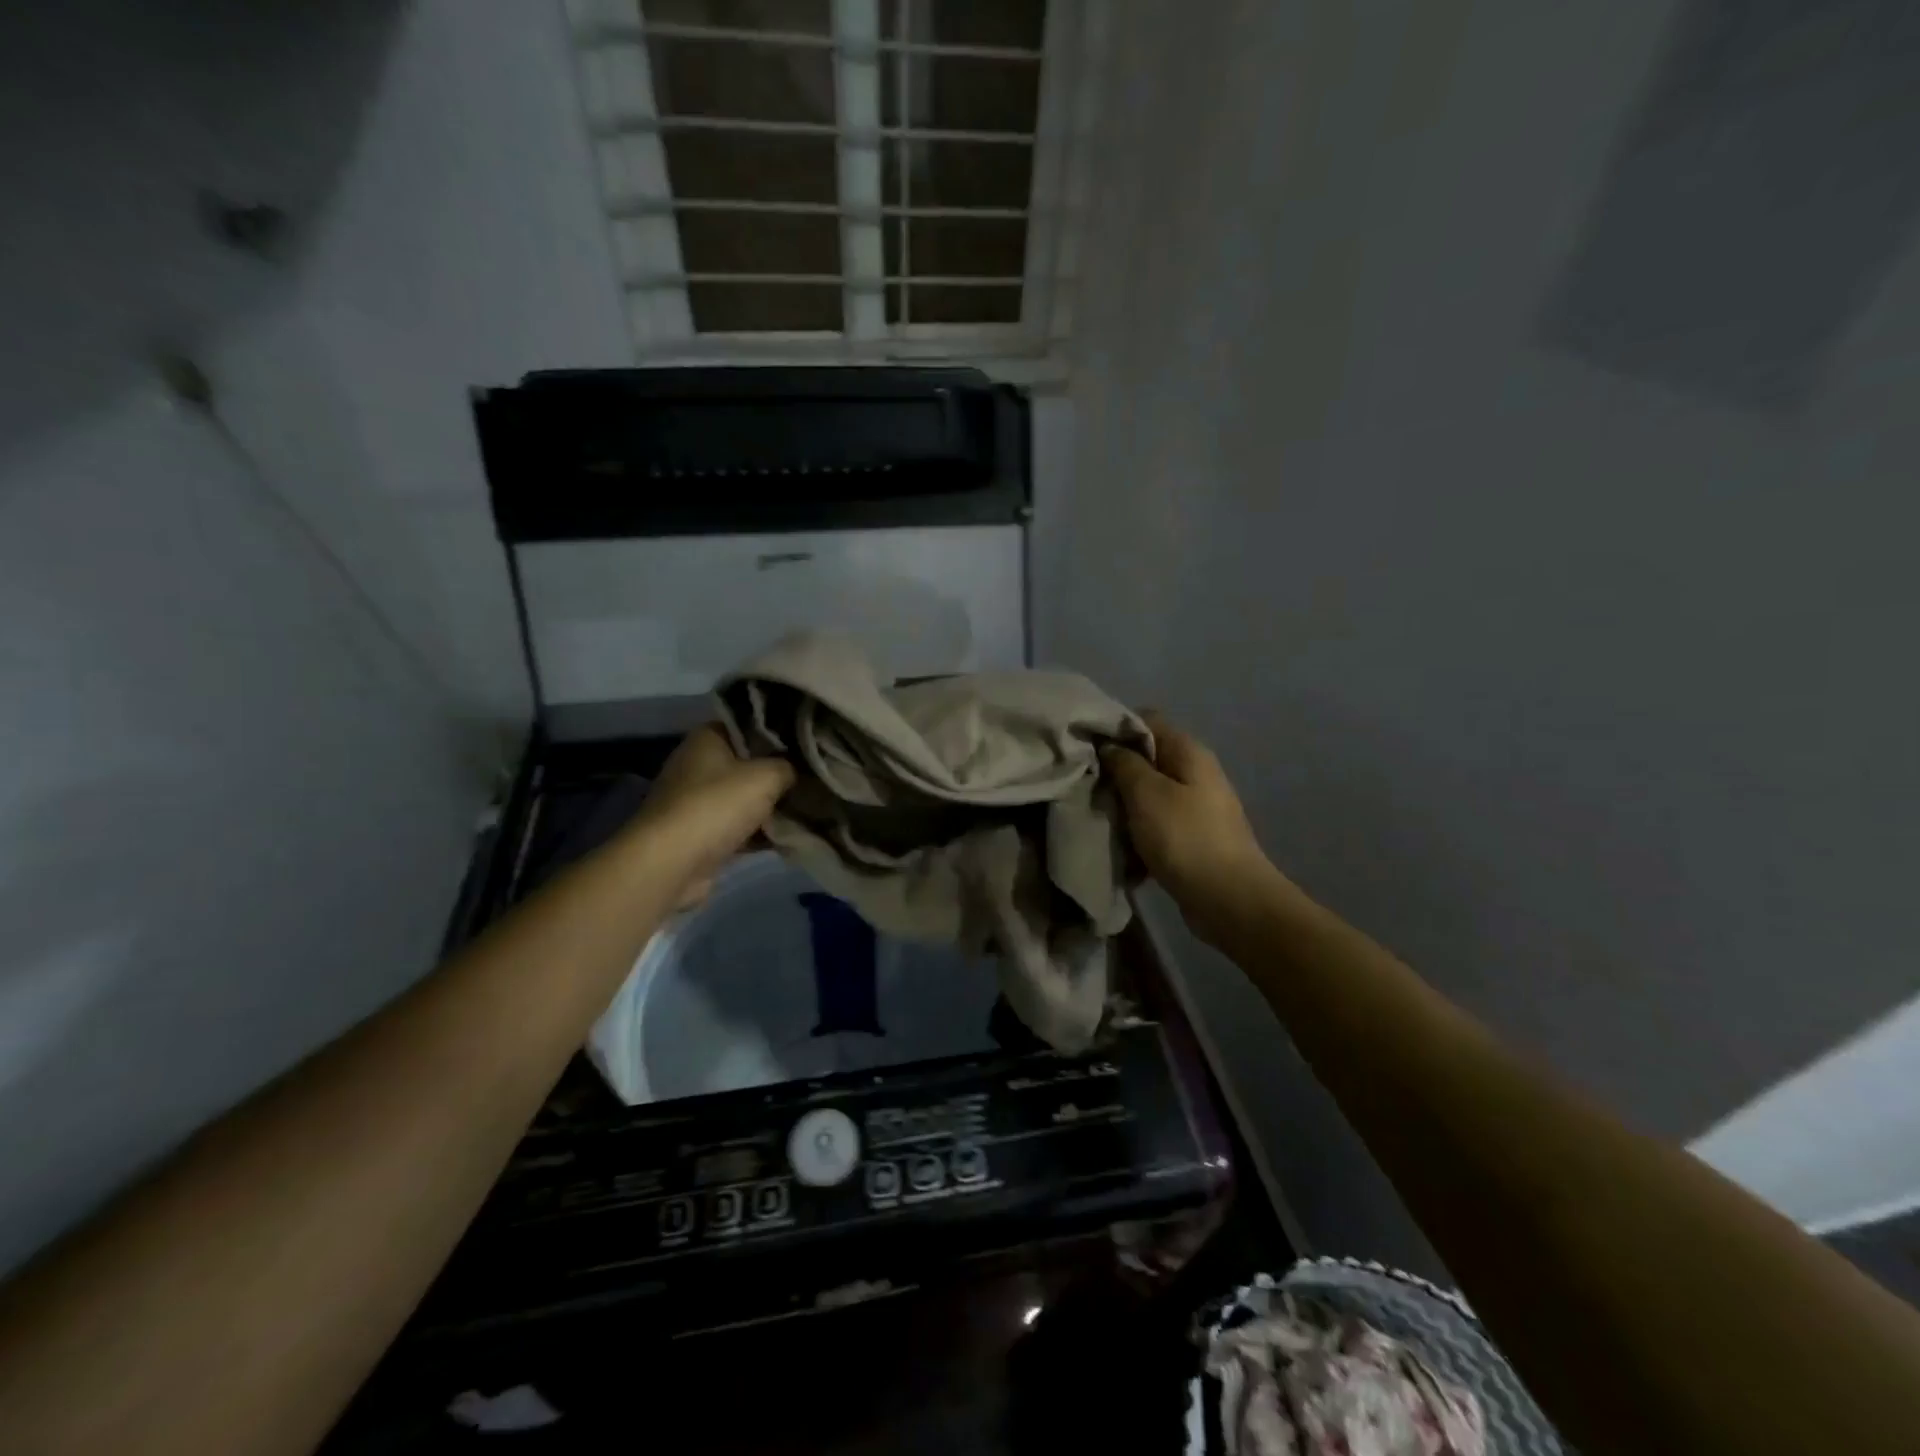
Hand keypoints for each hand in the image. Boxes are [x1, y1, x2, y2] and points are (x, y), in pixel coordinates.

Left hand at [629, 725, 794, 904]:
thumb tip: (795, 771)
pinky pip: (741, 828)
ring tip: (811, 808)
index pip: (749, 726)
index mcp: (707, 739)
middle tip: (814, 778)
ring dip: (773, 807)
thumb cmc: (717, 805)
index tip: (808, 744)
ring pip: (746, 799)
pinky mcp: (702, 835)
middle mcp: (698, 765)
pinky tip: (792, 836)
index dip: (780, 734)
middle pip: (749, 764)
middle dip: (780, 774)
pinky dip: (761, 833)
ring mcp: (698, 802)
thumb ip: (788, 767)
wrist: (673, 863)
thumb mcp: (767, 776)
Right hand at [1101, 714, 1274, 937]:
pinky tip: (1118, 845)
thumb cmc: (1185, 838)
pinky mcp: (1190, 838)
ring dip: (1122, 806)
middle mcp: (1194, 773)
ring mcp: (1195, 807)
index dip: (1113, 728)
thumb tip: (1108, 745)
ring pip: (1147, 794)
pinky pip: (1155, 824)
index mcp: (1188, 752)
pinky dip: (1136, 832)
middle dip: (1114, 772)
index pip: (1146, 720)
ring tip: (1096, 816)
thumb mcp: (1146, 793)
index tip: (1085, 747)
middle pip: (1145, 759)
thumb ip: (1124, 763)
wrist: (1229, 900)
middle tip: (1085, 786)